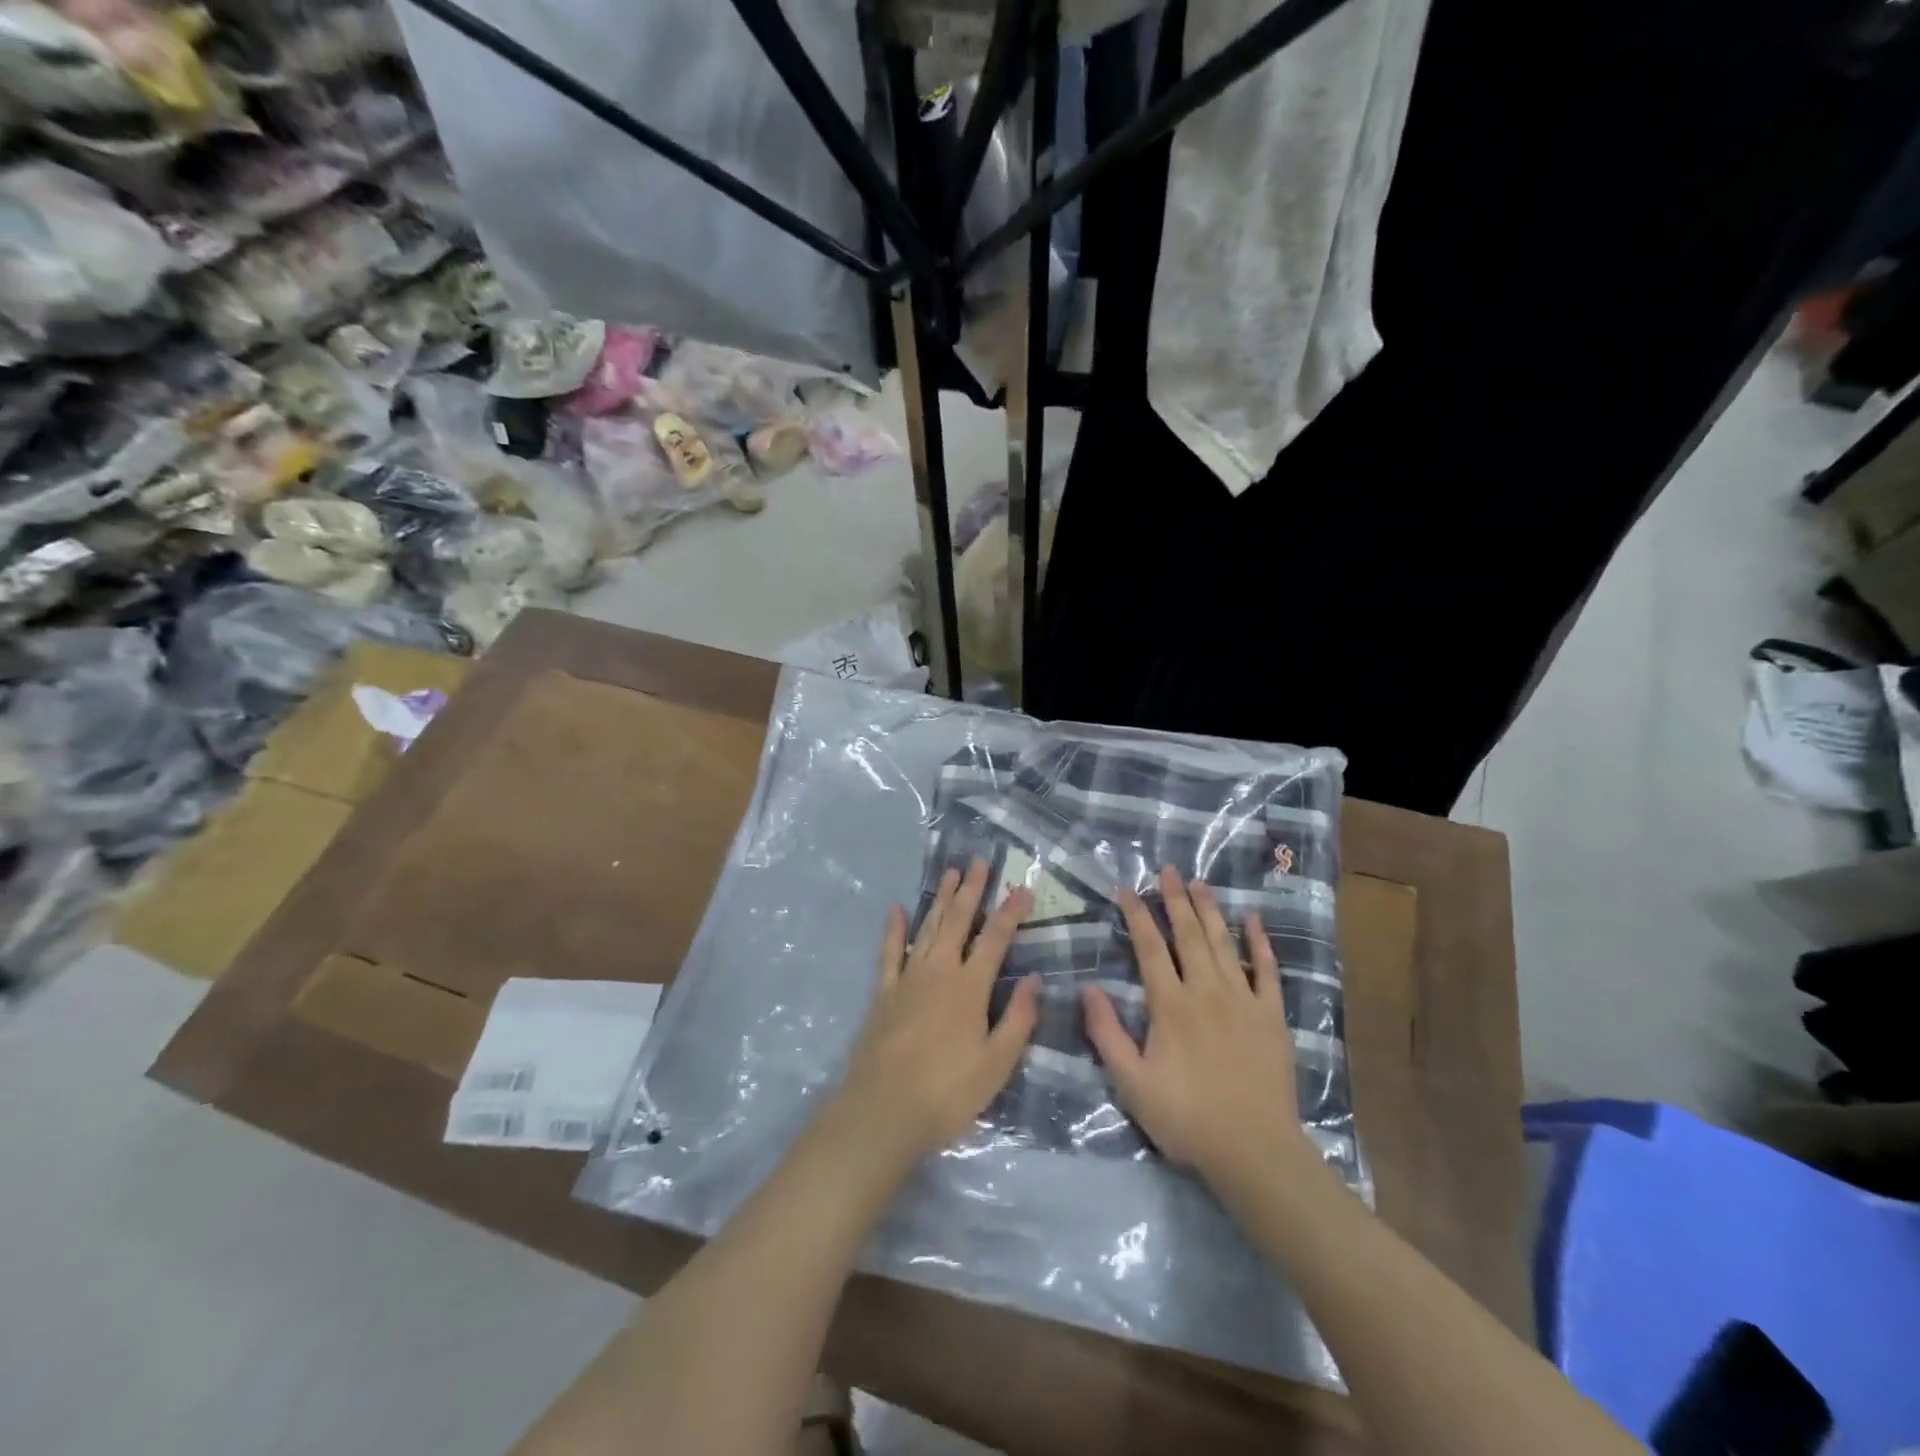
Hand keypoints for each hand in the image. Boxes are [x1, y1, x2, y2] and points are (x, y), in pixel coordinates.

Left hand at [833, 858, 1039, 1165]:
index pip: (995, 939)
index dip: (1010, 912)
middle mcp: (939, 971)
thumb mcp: (996, 1064)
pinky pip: (889, 952)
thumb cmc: (947, 1093)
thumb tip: (1035, 978)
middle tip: (979, 862)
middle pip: (958, 921)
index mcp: (969, 987)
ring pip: (928, 928)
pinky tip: (896, 908)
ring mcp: (907, 978)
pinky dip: (894, 929)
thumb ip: (1018, 1019)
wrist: (882, 1111)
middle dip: (971, 890)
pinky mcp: (883, 992)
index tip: (1023, 888)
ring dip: (941, 900)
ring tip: (951, 874)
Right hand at [1082, 866, 1314, 1191]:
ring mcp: (1243, 1001)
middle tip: (1169, 869)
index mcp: (1171, 1005)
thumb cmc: (1187, 1118)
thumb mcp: (1132, 1083)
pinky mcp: (1272, 1016)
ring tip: (1200, 882)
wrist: (1255, 1151)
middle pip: (1188, 935)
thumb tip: (1089, 988)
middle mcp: (1206, 991)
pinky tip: (1253, 920)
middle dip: (1176, 899)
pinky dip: (1259, 943)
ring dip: (1210, 910)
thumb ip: (1107, 1034)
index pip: (1150, 948)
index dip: (1137, 916)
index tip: (1127, 889)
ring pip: (1223, 944)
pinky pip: (1266, 970)